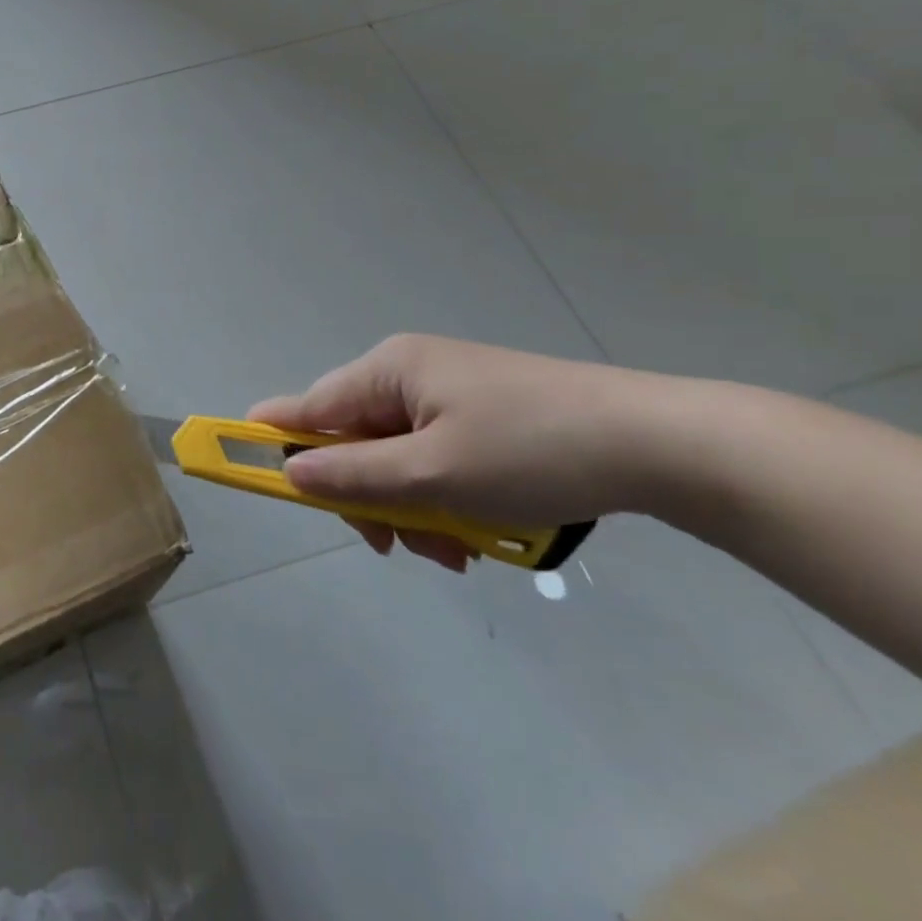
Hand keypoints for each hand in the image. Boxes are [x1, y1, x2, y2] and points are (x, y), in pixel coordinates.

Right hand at [249, 335, 666, 572]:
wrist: (661, 443)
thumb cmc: (531, 451)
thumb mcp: (433, 473)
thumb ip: (352, 474)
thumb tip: (287, 471)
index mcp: (387, 370)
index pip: (306, 408)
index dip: (276, 445)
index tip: (260, 485)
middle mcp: (408, 373)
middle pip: (353, 441)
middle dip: (370, 497)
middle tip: (402, 545)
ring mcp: (448, 394)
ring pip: (397, 459)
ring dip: (413, 508)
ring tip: (459, 550)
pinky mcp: (483, 415)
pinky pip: (436, 459)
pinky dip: (446, 497)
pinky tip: (479, 532)